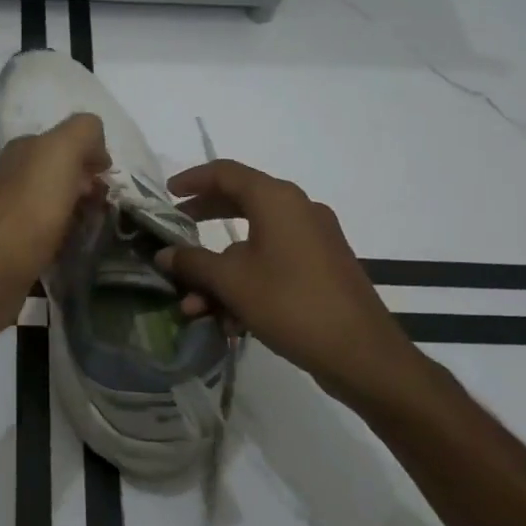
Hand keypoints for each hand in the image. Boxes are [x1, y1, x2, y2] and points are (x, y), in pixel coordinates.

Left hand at [0, 113, 109, 342]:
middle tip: (103, 208)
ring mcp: (12, 212)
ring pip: (58, 204)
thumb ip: (83, 133)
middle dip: (88, 187)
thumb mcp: (61, 152)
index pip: (66, 142)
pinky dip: (66, 238)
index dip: (91, 157)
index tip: (106, 181)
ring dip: (80, 213)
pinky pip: (50, 234)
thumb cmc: (30, 209)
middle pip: (62, 174)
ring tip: (94, 231)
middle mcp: (14, 176)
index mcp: (23, 150)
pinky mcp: (15, 246)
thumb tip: (96, 150)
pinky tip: (75, 249)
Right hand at [156, 159, 442, 414]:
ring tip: (196, 304)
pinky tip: (230, 320)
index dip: (192, 180)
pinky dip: (248, 281)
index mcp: (277, 200)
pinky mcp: (323, 267)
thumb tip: (164, 254)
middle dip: (204, 221)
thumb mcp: (231, 282)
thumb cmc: (290, 303)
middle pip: (240, 202)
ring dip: (221, 270)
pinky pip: (274, 262)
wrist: (361, 353)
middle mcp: (298, 209)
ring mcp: (314, 239)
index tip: (167, 194)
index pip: (226, 172)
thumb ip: (193, 263)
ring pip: (254, 242)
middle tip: (177, 232)